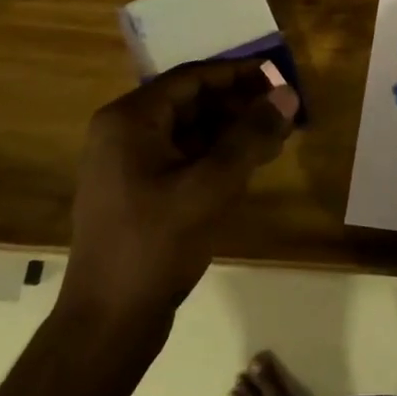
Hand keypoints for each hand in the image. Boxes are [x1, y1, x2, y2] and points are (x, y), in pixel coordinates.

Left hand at [61, 60, 295, 329]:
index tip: (279, 75)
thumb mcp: (212, 185)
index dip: (239, 73)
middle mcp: (123, 133)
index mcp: (130, 120)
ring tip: (278, 136)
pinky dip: (217, 155)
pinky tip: (251, 163)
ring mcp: (128, 165)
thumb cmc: (156, 243)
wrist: (109, 322)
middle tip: (284, 109)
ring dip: (232, 130)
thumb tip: (287, 93)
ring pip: (190, 131)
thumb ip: (251, 135)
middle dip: (239, 104)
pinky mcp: (138, 192)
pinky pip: (183, 158)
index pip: (192, 78)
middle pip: (191, 102)